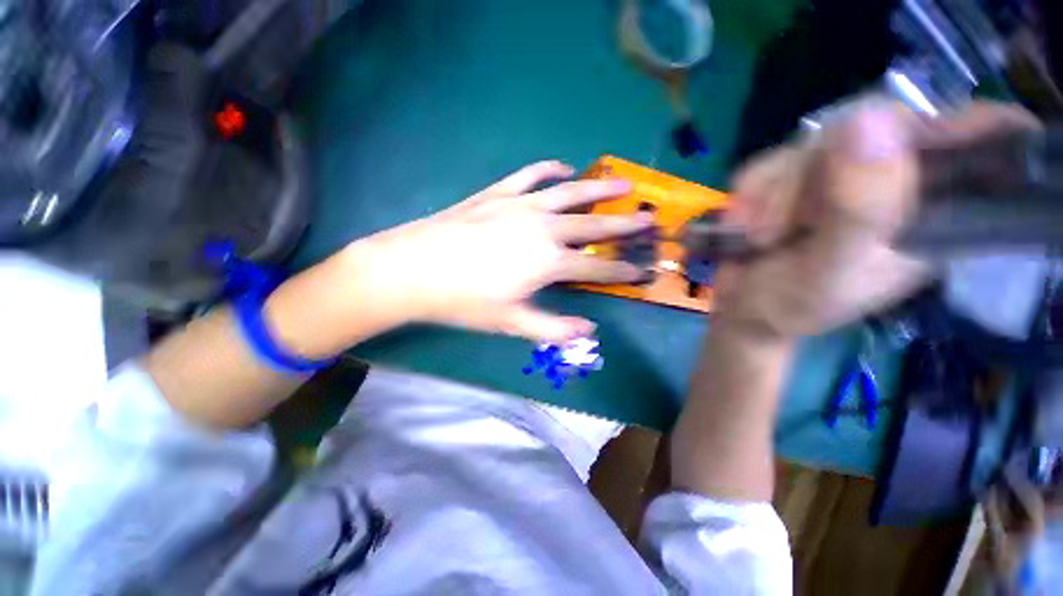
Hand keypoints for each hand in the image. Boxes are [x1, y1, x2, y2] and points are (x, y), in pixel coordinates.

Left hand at [337, 161, 651, 342]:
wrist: (413, 270)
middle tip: (649, 218)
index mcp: (548, 262)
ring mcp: (520, 206)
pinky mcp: (498, 194)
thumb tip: (588, 330)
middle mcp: (542, 228)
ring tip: (623, 185)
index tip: (642, 269)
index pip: (596, 266)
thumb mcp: (510, 322)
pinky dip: (548, 169)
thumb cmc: (464, 301)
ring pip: (569, 193)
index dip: (621, 270)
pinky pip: (530, 175)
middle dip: (624, 224)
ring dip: (599, 189)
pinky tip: (563, 166)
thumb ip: (552, 328)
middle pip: (592, 224)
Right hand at [712, 100, 1038, 338]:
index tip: (885, 147)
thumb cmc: (792, 305)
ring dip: (770, 193)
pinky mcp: (793, 177)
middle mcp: (891, 181)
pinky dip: (748, 193)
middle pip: (870, 126)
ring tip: (758, 238)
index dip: (939, 125)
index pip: (966, 137)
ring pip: (809, 143)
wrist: (743, 308)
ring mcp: (838, 175)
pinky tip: (741, 225)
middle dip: (813, 174)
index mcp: (930, 210)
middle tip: (784, 226)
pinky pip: (769, 160)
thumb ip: (860, 210)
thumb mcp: (832, 271)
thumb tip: (868, 119)